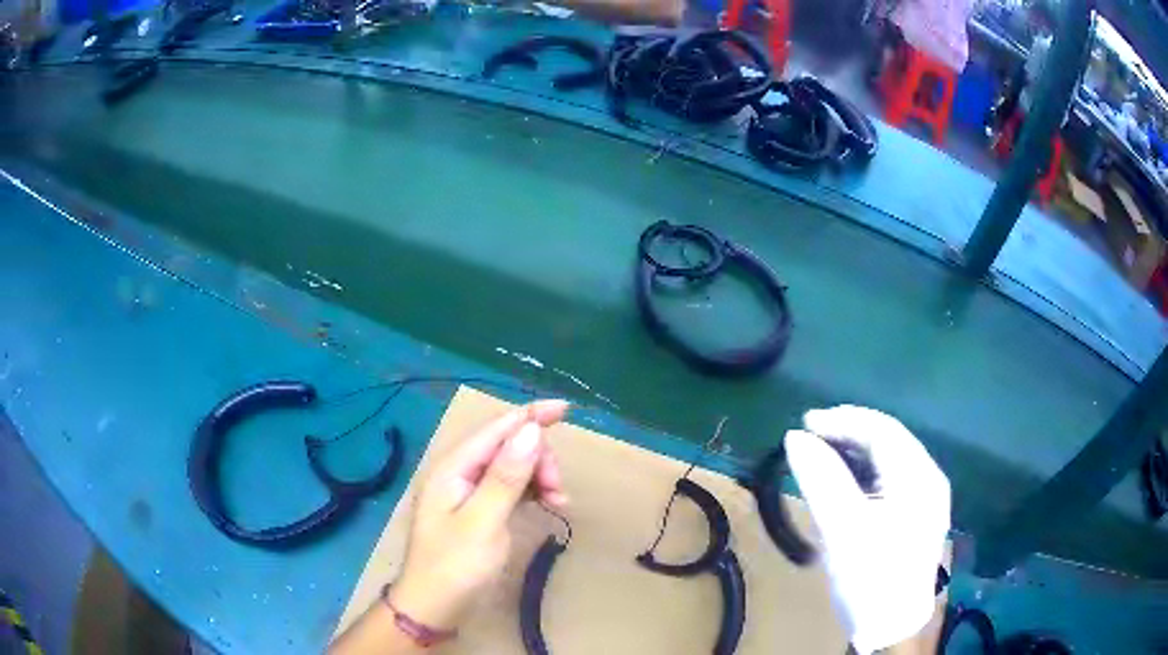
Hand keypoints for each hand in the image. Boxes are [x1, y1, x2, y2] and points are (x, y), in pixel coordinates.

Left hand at [387, 400, 569, 630]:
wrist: (434, 607)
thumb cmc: (455, 566)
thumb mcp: (484, 522)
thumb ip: (506, 476)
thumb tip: (531, 430)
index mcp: (453, 468)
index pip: (496, 428)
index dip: (531, 415)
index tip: (567, 409)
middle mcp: (459, 472)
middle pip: (507, 445)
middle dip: (538, 459)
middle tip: (558, 490)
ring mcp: (468, 491)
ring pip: (512, 466)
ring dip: (539, 476)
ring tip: (559, 502)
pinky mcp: (478, 510)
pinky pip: (510, 487)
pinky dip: (531, 491)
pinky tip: (548, 504)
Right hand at [785, 406, 949, 654]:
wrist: (892, 627)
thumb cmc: (870, 578)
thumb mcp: (843, 529)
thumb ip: (821, 479)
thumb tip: (795, 437)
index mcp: (918, 477)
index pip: (881, 430)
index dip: (842, 420)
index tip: (804, 422)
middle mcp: (929, 478)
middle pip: (890, 440)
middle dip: (849, 432)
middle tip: (810, 435)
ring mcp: (927, 498)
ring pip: (891, 458)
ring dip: (857, 451)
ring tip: (823, 453)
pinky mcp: (918, 515)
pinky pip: (892, 478)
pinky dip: (866, 472)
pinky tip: (847, 481)